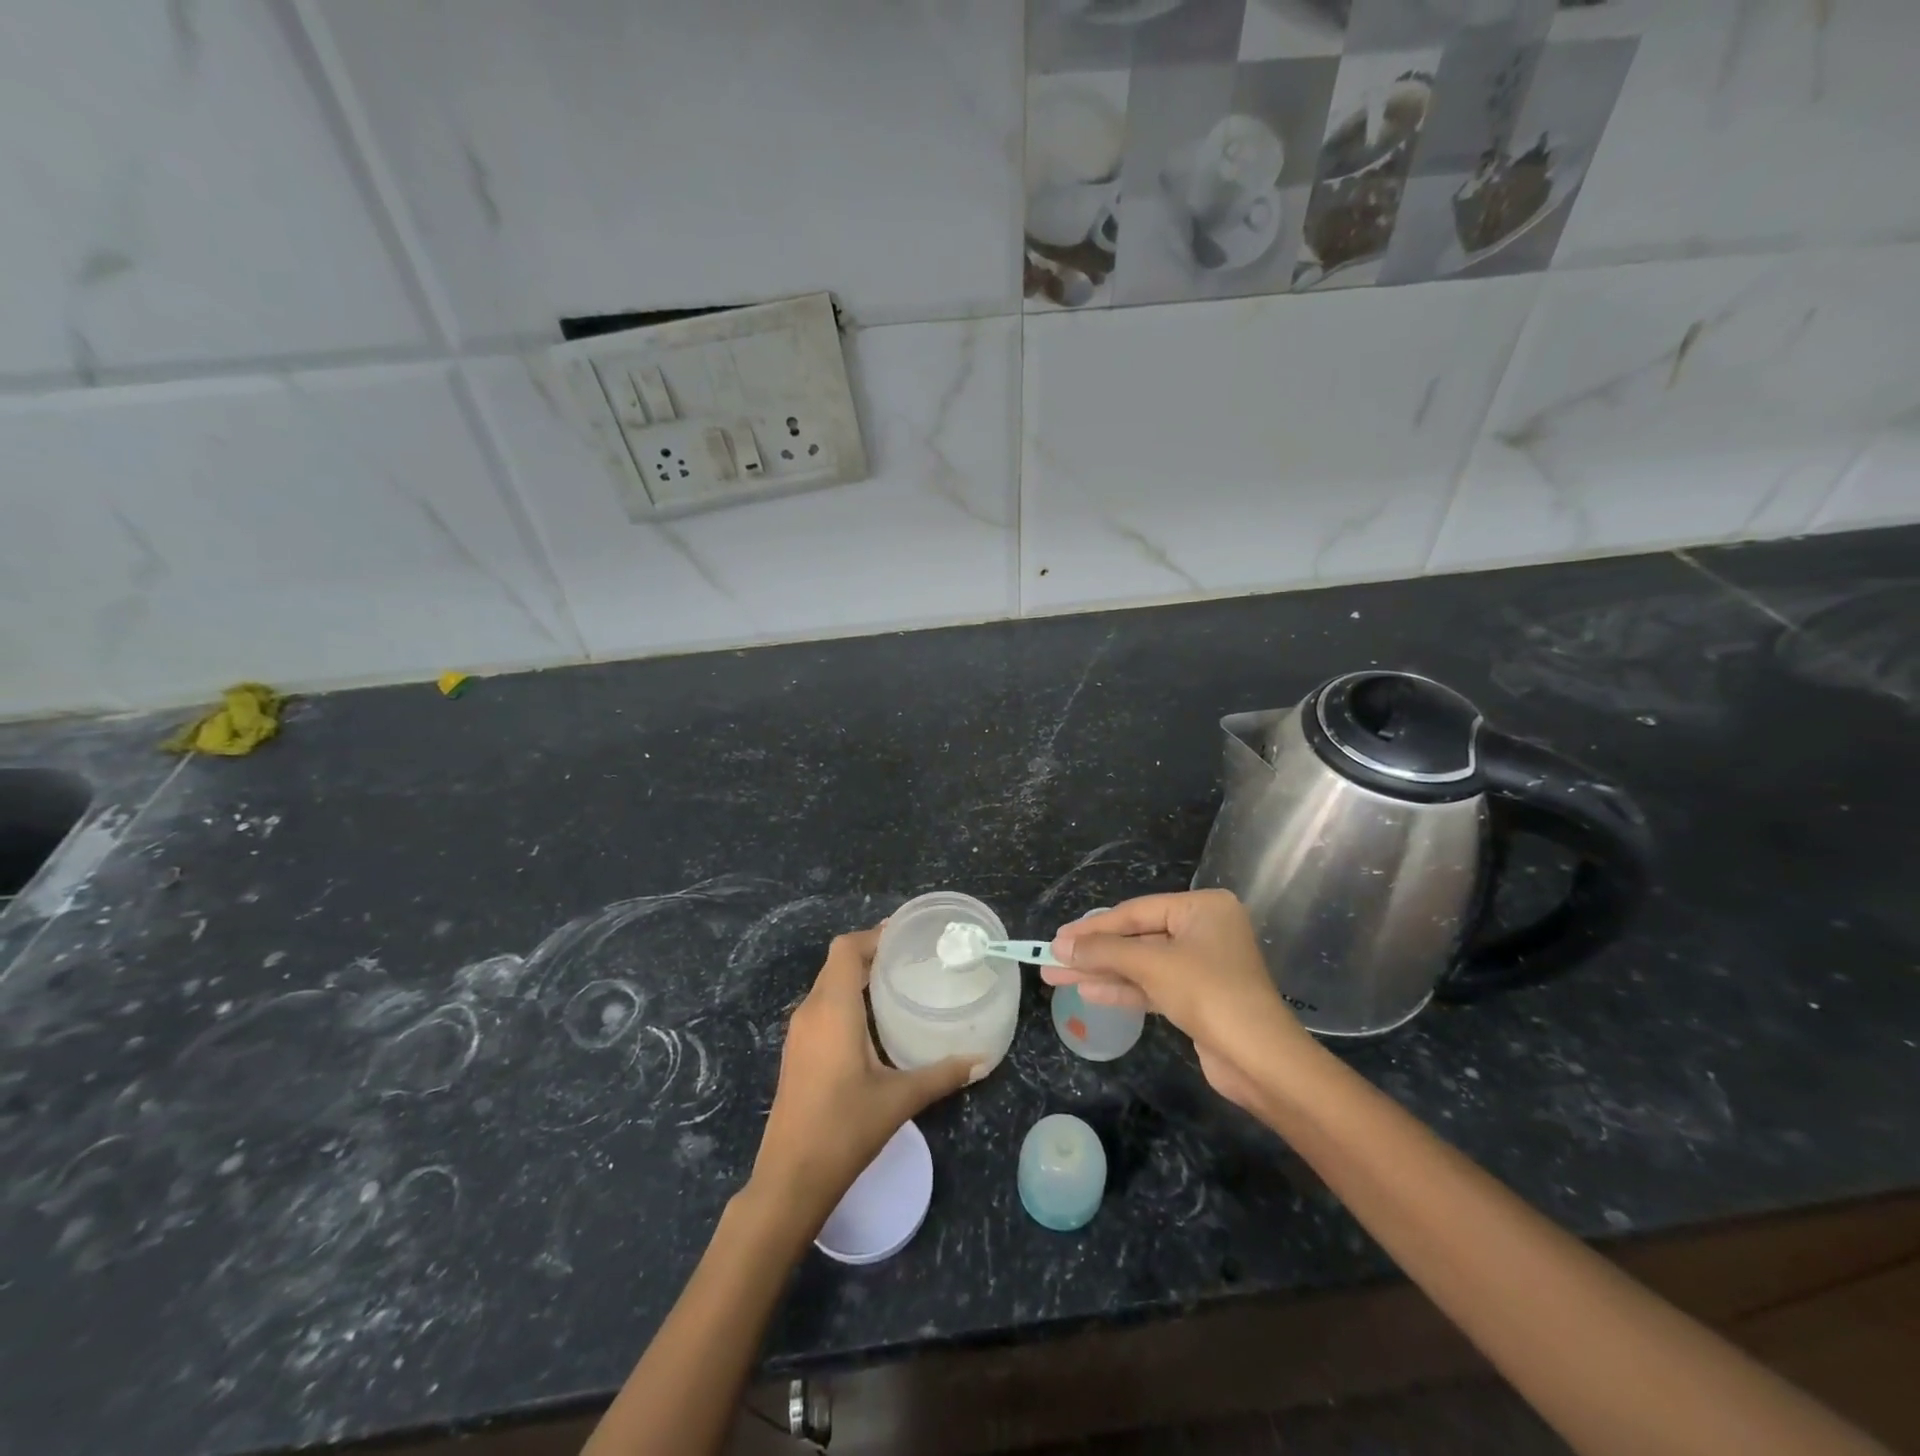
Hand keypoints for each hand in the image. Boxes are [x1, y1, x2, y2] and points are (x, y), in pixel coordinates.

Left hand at [749, 926, 977, 1228]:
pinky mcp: (796, 1052)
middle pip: (837, 963)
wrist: (789, 1179)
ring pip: (828, 985)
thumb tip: (982, 1060)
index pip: (846, 949)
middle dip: (871, 953)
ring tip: (898, 981)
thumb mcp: (900, 1099)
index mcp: (832, 1009)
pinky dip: (847, 999)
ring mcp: (798, 1033)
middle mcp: (810, 1011)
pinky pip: (822, 1007)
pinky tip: (874, 1021)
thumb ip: (942, 1074)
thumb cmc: (844, 1129)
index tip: (906, 935)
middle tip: (912, 956)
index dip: (874, 935)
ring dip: (858, 976)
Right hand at [1045, 890, 1314, 1112]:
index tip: (1057, 938)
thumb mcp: (1152, 964)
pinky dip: (1122, 989)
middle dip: (1094, 951)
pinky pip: (1152, 985)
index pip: (1136, 911)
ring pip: (1141, 964)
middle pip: (1137, 937)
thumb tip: (1059, 947)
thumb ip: (1104, 951)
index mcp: (1203, 908)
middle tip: (1050, 959)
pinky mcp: (1198, 998)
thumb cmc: (1209, 993)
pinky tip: (1087, 991)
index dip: (1093, 926)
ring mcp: (1202, 965)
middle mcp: (1204, 930)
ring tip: (1056, 977)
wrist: (1261, 1060)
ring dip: (1101, 971)